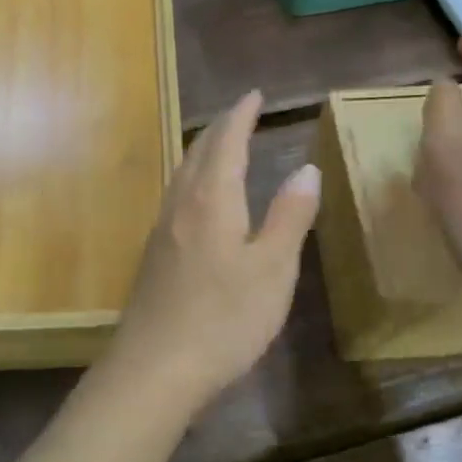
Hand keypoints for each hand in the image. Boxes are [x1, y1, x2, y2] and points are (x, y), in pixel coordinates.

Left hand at [104, 90, 320, 415]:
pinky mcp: (154, 252)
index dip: (242, 114)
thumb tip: (306, 168)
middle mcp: (182, 203)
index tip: (255, 94)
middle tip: (242, 111)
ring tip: (222, 144)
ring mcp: (162, 227)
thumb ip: (290, 216)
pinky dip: (194, 176)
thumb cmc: (224, 318)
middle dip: (222, 127)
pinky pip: (176, 193)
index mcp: (213, 199)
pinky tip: (199, 197)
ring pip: (183, 171)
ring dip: (204, 149)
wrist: (155, 367)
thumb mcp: (273, 269)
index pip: (228, 141)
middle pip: (200, 150)